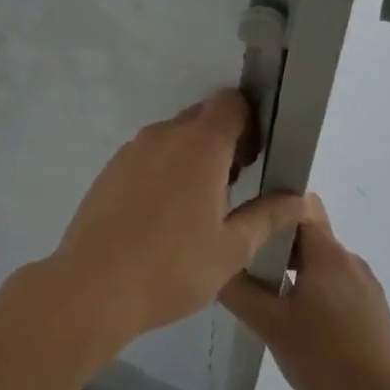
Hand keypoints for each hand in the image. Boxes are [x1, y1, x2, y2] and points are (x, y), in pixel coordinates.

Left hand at [49, 90, 304, 348]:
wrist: (92, 286)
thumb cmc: (172, 268)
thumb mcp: (231, 249)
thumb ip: (267, 216)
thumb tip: (296, 199)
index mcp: (200, 145)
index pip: (230, 103)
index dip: (250, 122)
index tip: (256, 156)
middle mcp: (163, 136)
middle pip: (201, 118)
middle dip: (223, 140)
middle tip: (234, 185)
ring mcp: (131, 151)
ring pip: (171, 138)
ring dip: (191, 156)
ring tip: (199, 206)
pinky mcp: (109, 171)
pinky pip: (147, 157)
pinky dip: (163, 170)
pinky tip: (163, 215)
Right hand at [220, 195, 389, 389]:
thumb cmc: (325, 358)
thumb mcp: (270, 325)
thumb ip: (239, 291)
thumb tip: (217, 264)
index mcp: (327, 253)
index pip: (296, 207)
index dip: (268, 209)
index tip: (242, 224)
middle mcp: (349, 259)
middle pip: (306, 234)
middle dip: (275, 245)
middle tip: (245, 265)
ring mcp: (365, 284)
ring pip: (320, 262)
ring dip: (292, 270)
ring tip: (266, 296)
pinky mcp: (372, 308)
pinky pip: (334, 283)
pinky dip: (312, 290)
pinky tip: (297, 320)